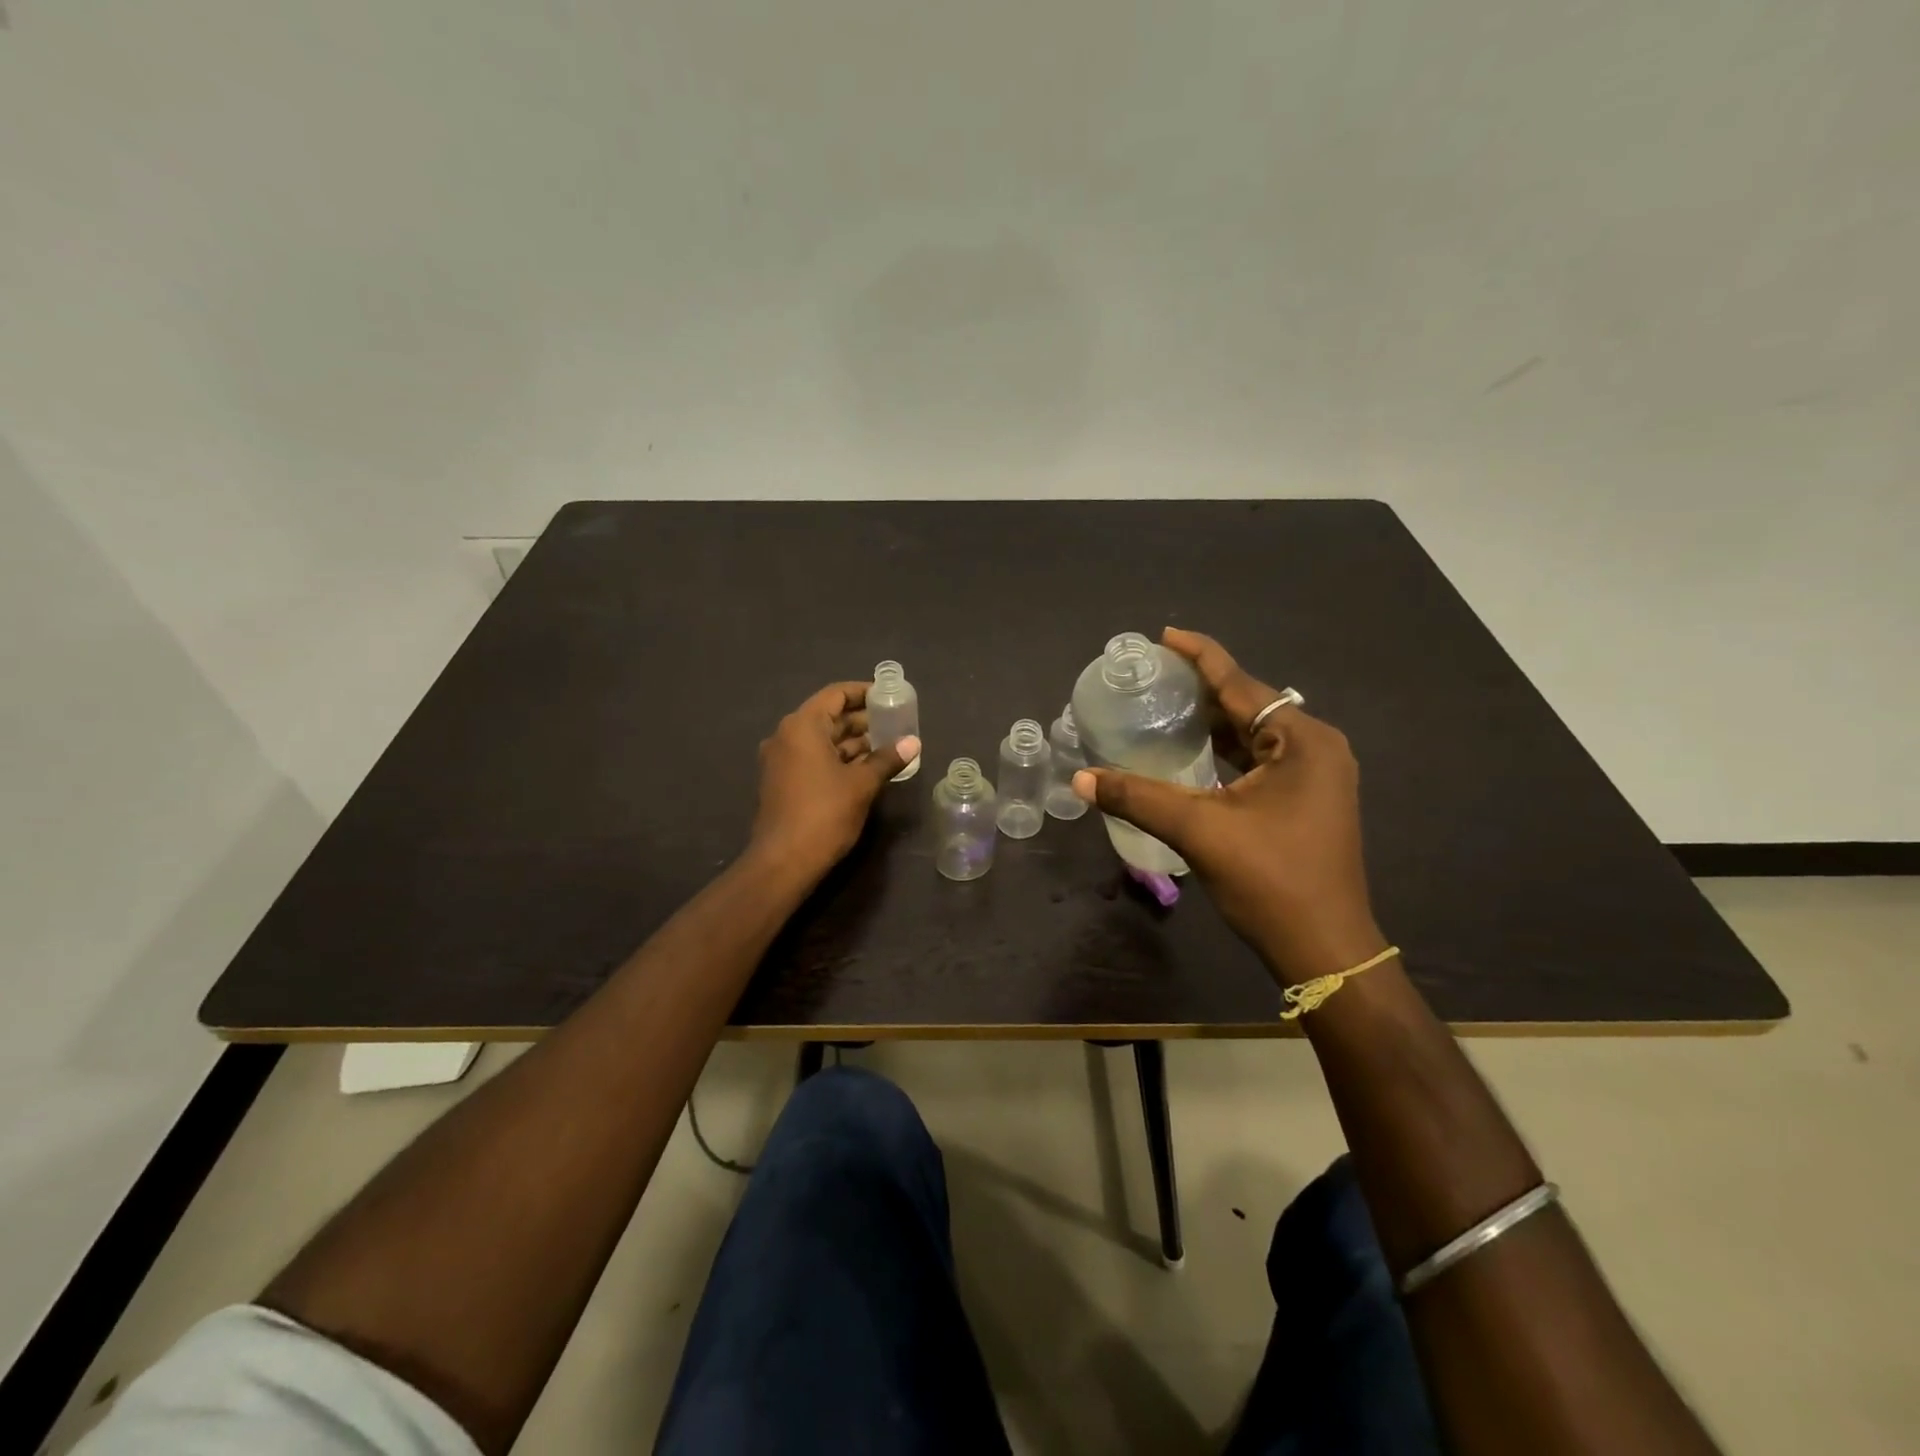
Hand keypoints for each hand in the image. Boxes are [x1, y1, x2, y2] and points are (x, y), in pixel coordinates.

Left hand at [748, 681, 920, 884]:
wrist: (783, 861)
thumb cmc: (824, 814)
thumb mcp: (862, 784)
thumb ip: (887, 759)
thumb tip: (913, 742)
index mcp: (802, 726)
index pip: (835, 695)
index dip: (863, 692)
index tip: (889, 696)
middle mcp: (786, 736)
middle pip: (828, 717)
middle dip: (862, 720)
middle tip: (895, 723)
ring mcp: (781, 760)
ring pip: (822, 740)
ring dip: (852, 742)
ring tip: (887, 746)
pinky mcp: (782, 782)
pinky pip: (814, 758)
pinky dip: (838, 759)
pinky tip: (866, 768)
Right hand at [1073, 628, 1384, 984]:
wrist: (1324, 949)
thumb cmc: (1271, 881)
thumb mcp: (1200, 831)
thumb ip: (1138, 798)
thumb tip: (1080, 780)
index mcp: (1302, 741)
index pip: (1241, 683)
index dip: (1200, 656)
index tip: (1164, 636)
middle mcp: (1316, 748)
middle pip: (1249, 704)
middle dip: (1202, 688)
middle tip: (1153, 676)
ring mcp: (1315, 776)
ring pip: (1254, 734)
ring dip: (1212, 720)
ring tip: (1165, 705)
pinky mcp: (1306, 800)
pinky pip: (1259, 759)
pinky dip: (1225, 750)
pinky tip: (1192, 750)